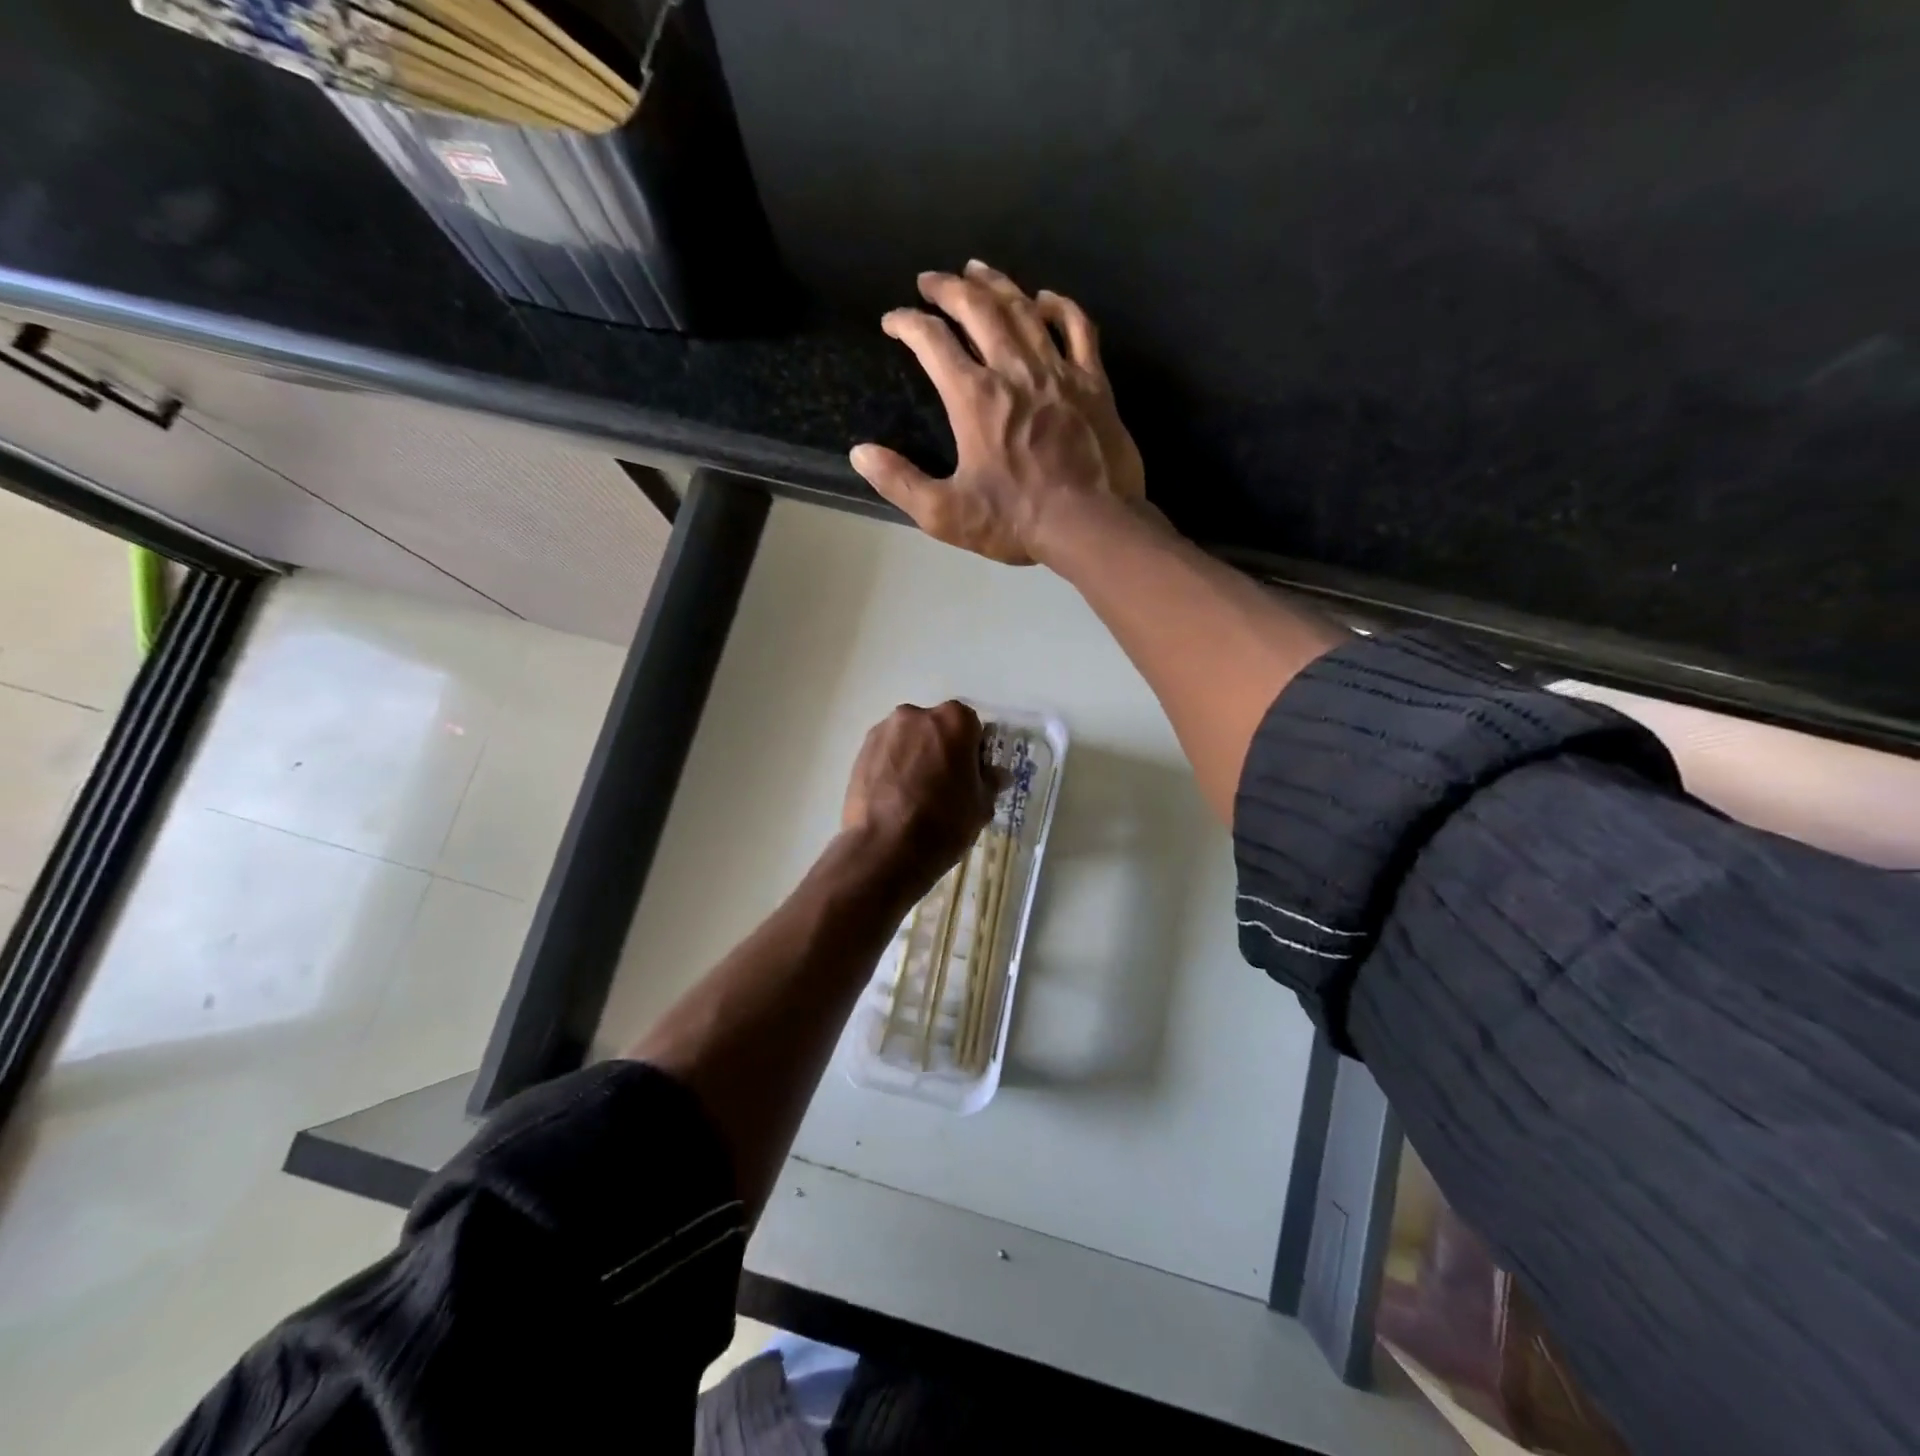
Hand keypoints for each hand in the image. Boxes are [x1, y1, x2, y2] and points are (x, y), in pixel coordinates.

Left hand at [841, 701, 998, 895]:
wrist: (884, 849)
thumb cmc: (943, 822)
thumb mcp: (981, 806)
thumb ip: (990, 781)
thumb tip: (995, 774)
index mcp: (954, 720)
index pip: (972, 726)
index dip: (973, 751)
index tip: (970, 776)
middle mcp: (916, 715)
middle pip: (936, 728)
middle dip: (941, 749)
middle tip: (943, 785)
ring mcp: (884, 731)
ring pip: (908, 740)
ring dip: (915, 757)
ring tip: (915, 795)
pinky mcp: (860, 751)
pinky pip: (886, 754)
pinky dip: (892, 768)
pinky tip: (894, 798)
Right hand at [850, 261, 1145, 566]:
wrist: (1091, 524)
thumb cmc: (1016, 520)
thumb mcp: (946, 514)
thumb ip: (900, 483)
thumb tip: (860, 454)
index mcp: (975, 398)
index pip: (932, 341)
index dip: (907, 323)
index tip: (893, 320)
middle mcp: (1014, 370)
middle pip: (978, 308)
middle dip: (948, 288)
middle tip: (930, 280)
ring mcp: (1058, 371)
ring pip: (1024, 309)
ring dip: (996, 284)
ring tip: (976, 269)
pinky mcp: (1093, 382)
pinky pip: (1078, 328)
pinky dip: (1060, 307)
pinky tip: (1046, 298)